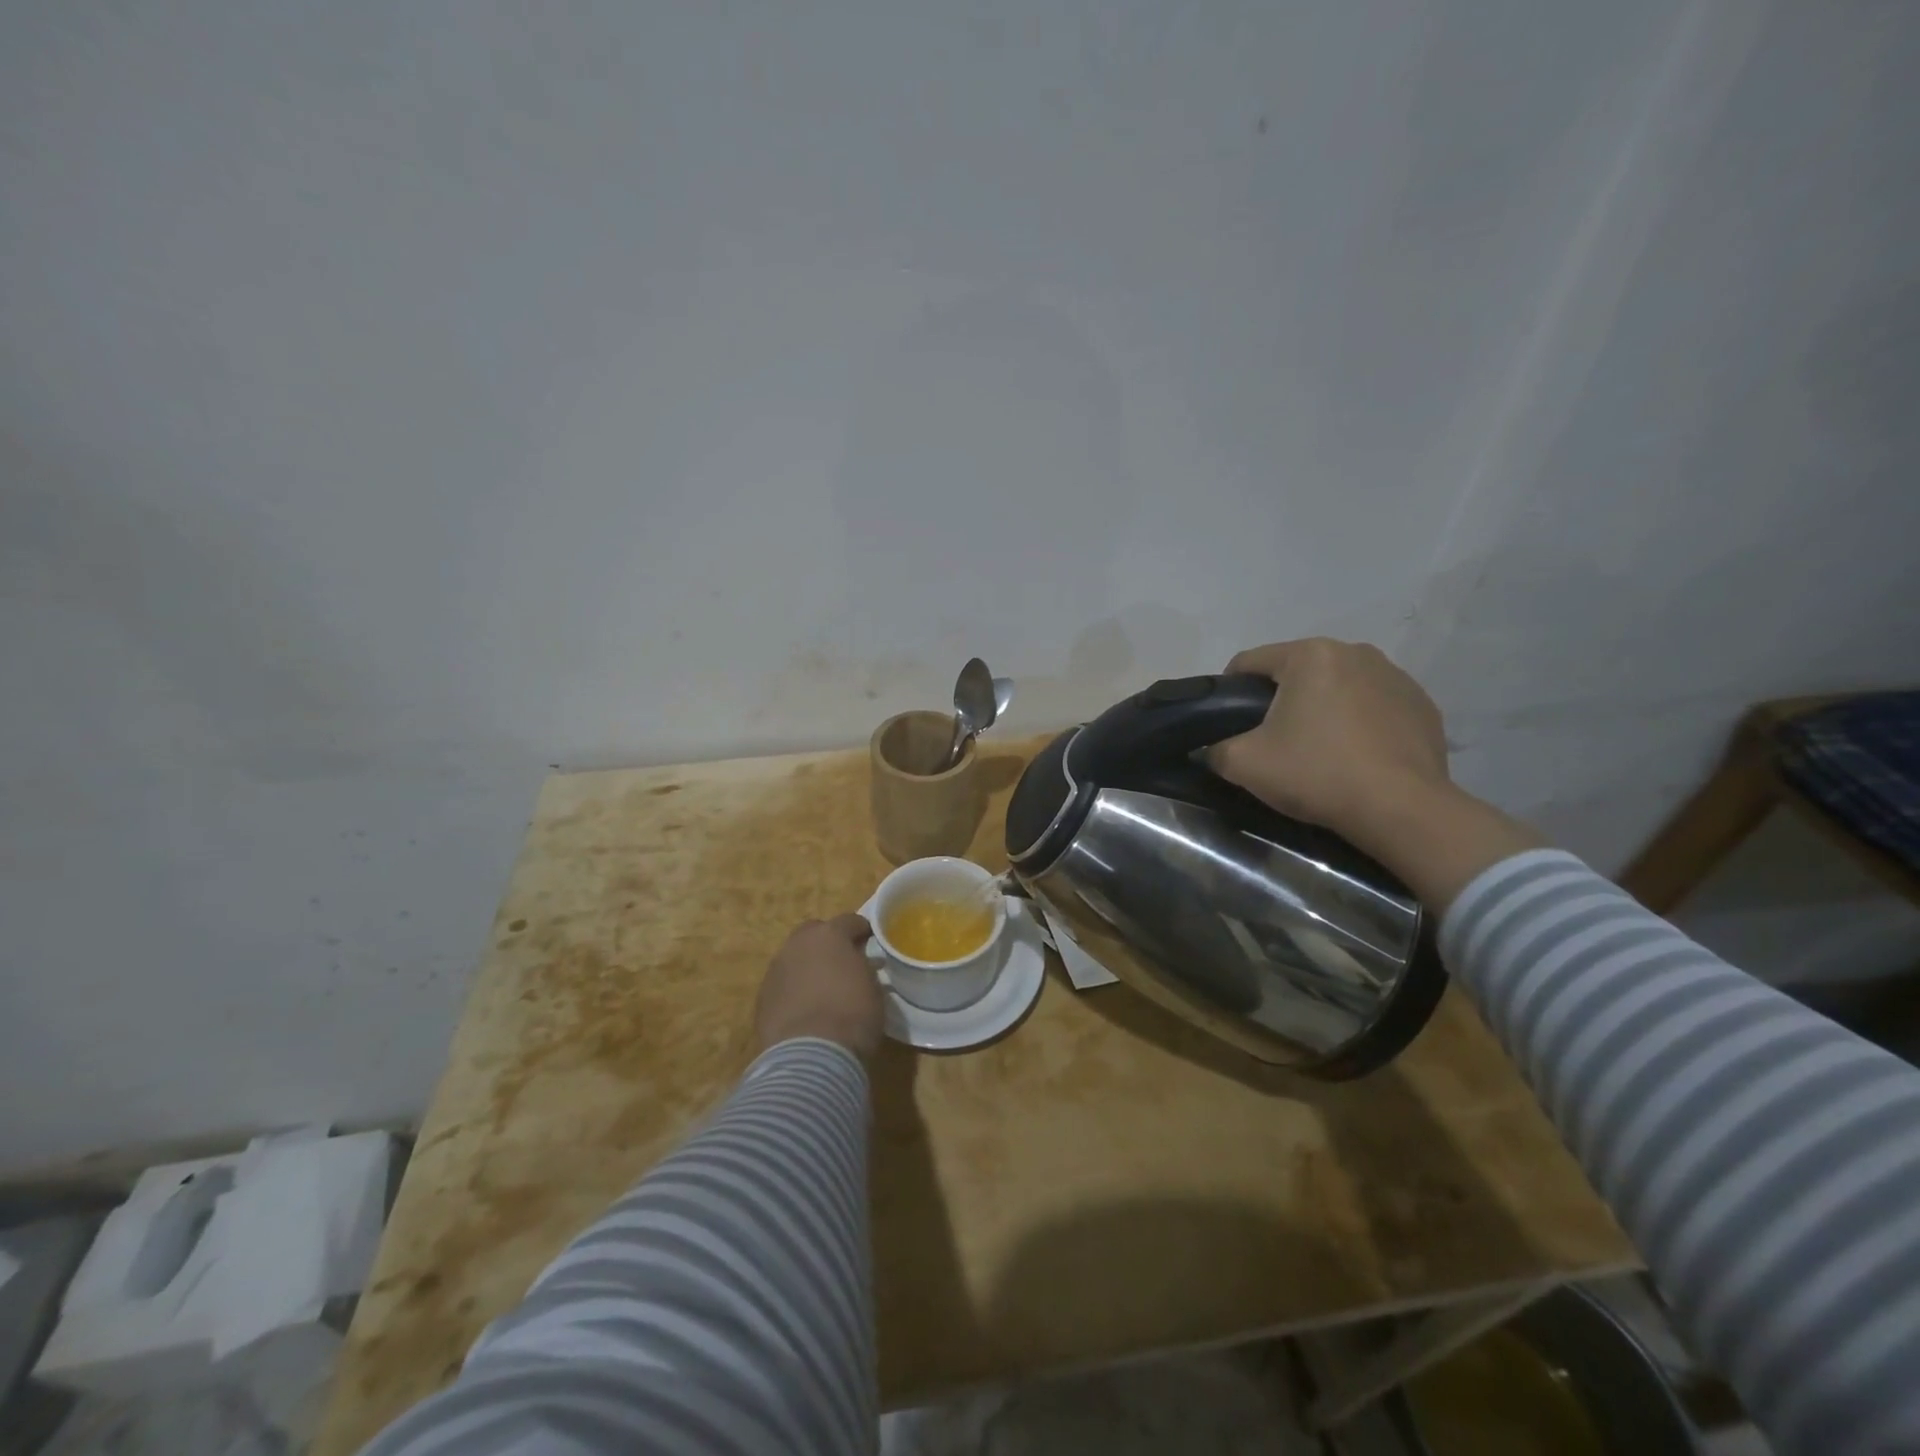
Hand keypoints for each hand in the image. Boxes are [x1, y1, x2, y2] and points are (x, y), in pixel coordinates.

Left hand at [754, 914, 884, 1060]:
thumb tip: (859, 964)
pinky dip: (794, 989)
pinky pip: (783, 983)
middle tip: (842, 960)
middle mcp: (798, 944)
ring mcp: (776, 969)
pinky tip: (804, 1008)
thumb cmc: (852, 1015)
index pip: (849, 921)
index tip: (870, 940)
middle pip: (814, 932)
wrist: (810, 1055)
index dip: (861, 930)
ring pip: (794, 957)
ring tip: (821, 987)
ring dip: (807, 965)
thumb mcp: (872, 987)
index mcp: (829, 935)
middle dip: (827, 941)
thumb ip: (864, 967)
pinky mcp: (762, 996)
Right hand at [1210, 638, 1537, 907]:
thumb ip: (1215, 749)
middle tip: (1272, 742)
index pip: (1249, 662)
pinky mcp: (1423, 706)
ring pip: (1338, 687)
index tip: (1228, 725)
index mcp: (1309, 655)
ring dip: (1322, 709)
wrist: (1402, 810)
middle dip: (1280, 700)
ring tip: (1318, 751)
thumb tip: (1210, 748)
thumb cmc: (1317, 774)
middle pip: (1297, 672)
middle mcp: (1355, 652)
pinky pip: (1375, 706)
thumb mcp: (1244, 764)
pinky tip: (1356, 757)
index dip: (1229, 692)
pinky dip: (1360, 724)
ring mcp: (1397, 677)